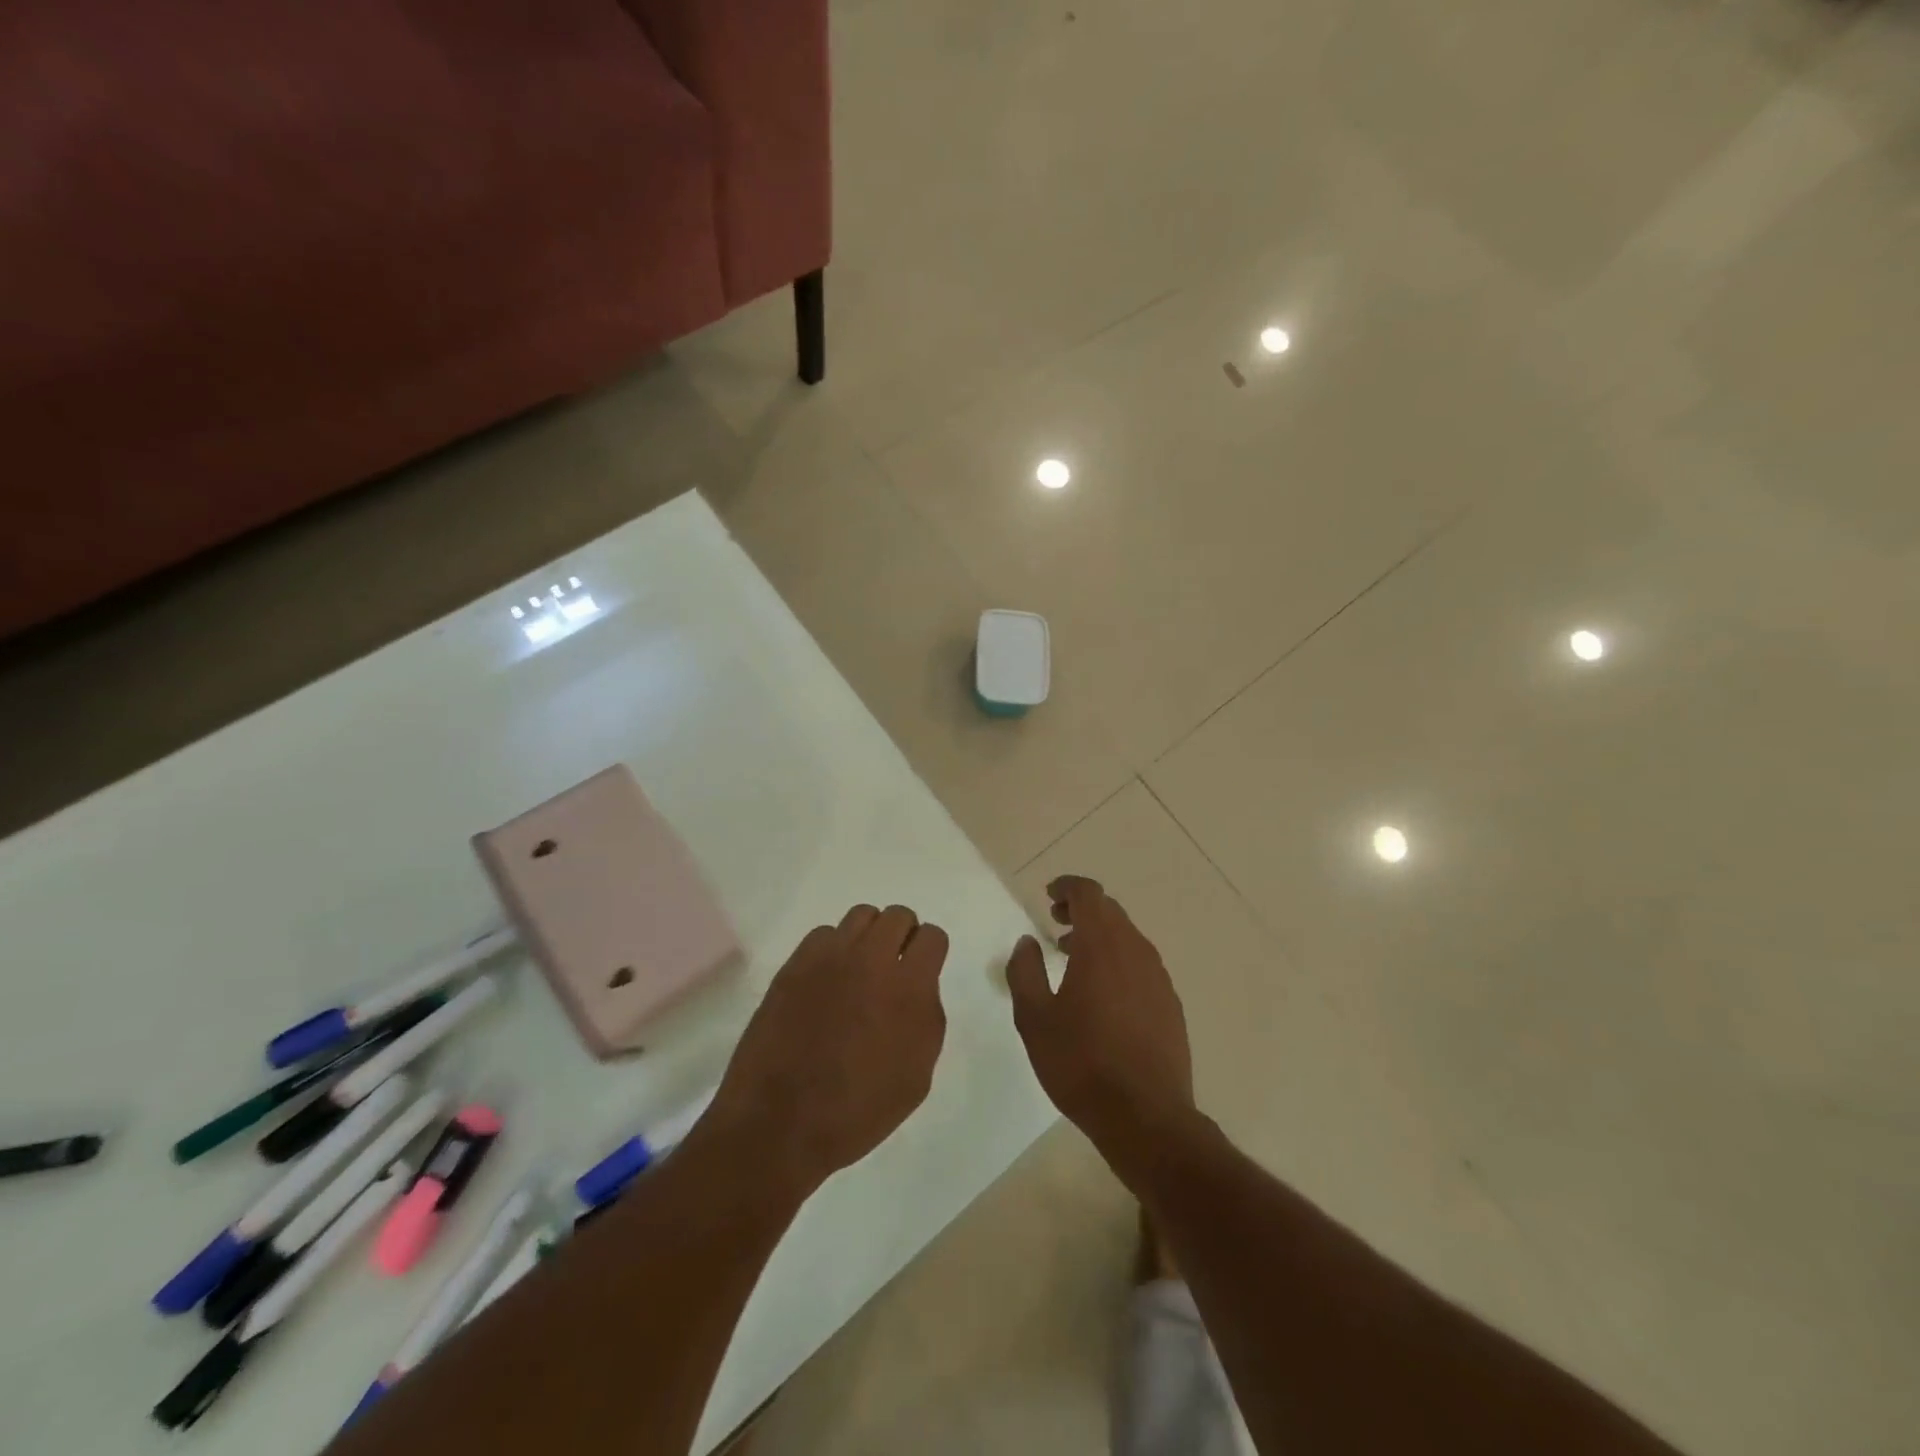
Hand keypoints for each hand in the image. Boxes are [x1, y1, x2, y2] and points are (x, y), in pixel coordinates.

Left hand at [705, 904, 947, 1196]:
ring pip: (861, 916)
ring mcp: (829, 957)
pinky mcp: (795, 964)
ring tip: (859, 970)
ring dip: (868, 937)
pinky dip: (832, 949)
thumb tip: (918, 988)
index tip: (922, 971)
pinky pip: (824, 934)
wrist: (780, 1124)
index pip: (932, 936)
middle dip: (902, 936)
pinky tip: (826, 981)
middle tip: (893, 968)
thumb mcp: (917, 1077)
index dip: (930, 952)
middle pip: (898, 915)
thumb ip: (927, 1019)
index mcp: (909, 988)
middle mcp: (872, 959)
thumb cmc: (857, 1111)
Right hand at [1005, 876, 1194, 1168]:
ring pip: (1128, 938)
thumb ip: (1025, 972)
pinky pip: (1141, 965)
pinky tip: (1103, 994)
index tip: (1049, 896)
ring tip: (1072, 958)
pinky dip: (1118, 961)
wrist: (1146, 1116)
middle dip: (1081, 910)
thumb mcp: (1034, 1018)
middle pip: (1110, 912)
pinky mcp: (1170, 1003)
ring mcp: (1158, 977)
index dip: (1067, 887)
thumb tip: (1027, 943)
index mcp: (1101, 945)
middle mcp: (1135, 950)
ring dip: (1100, 936)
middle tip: (1055, 924)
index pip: (1088, 894)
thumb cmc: (1081, 1063)